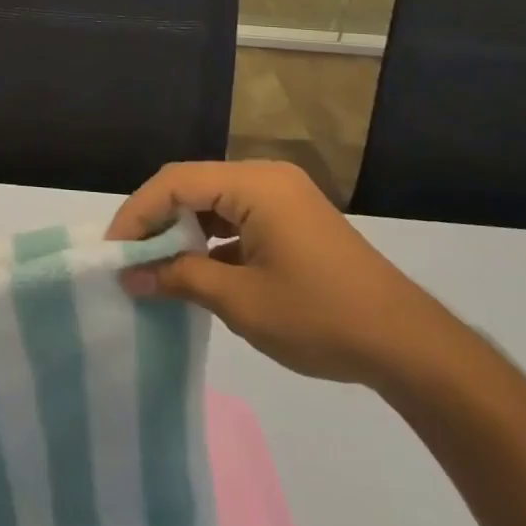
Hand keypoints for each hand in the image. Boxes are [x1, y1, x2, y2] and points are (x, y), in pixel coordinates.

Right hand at [107, 161, 464, 387]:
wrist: (411, 348)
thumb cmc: (321, 318)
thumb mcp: (241, 301)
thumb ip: (180, 279)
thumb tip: (130, 276)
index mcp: (254, 184)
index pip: (175, 182)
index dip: (137, 213)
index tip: (114, 250)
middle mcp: (266, 178)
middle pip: (192, 185)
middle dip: (156, 219)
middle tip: (129, 257)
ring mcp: (283, 197)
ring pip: (213, 201)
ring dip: (182, 230)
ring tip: (155, 265)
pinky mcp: (293, 220)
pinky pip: (237, 216)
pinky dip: (210, 239)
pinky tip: (196, 269)